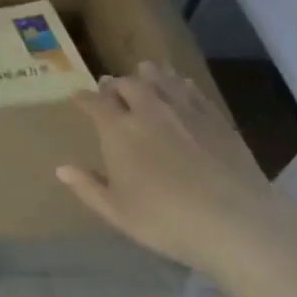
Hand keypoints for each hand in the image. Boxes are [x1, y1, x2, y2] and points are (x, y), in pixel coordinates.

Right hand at [55, 61, 278, 268]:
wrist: (235, 221)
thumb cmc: (166, 220)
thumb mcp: (118, 212)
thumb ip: (88, 187)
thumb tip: (61, 168)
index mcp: (118, 130)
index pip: (94, 102)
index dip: (83, 97)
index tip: (77, 97)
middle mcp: (148, 110)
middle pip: (127, 84)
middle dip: (114, 85)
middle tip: (111, 90)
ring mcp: (184, 110)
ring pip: (160, 79)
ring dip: (146, 75)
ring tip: (143, 75)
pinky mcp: (214, 117)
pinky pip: (191, 89)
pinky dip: (178, 84)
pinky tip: (180, 87)